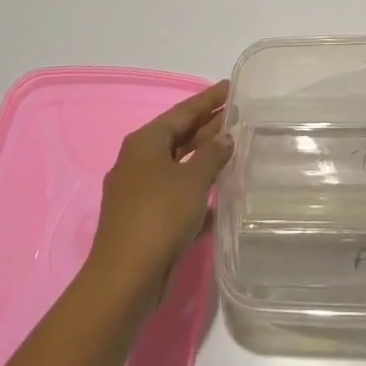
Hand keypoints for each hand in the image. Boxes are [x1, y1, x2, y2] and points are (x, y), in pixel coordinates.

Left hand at [85, 80, 232, 303]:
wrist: (126, 278)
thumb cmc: (159, 216)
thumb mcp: (192, 179)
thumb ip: (212, 154)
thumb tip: (225, 136)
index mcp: (145, 142)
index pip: (183, 111)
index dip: (208, 99)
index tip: (231, 87)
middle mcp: (139, 161)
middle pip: (180, 136)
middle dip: (209, 127)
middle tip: (240, 115)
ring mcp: (140, 191)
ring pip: (179, 166)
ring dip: (206, 159)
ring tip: (237, 149)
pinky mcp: (146, 219)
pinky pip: (178, 194)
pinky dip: (198, 191)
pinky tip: (224, 194)